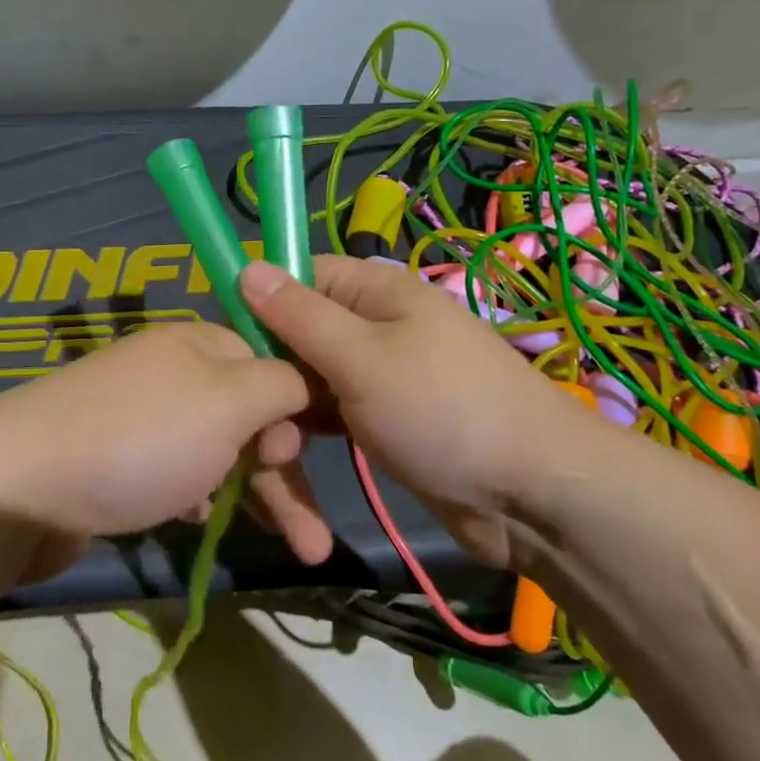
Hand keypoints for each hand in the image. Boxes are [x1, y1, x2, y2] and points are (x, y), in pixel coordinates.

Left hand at [0, 321, 332, 567]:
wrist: (18, 490)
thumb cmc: (142, 439)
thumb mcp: (228, 402)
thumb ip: (281, 385)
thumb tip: (305, 380)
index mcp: (201, 343)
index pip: (272, 364)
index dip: (298, 411)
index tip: (306, 456)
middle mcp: (174, 372)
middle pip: (250, 416)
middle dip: (286, 473)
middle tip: (310, 537)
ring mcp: (143, 417)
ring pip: (218, 451)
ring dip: (254, 495)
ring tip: (293, 549)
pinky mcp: (119, 460)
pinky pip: (178, 473)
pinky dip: (200, 497)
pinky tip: (202, 523)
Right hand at [239, 255, 602, 570]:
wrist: (534, 495)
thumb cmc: (444, 411)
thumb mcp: (363, 359)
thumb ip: (301, 315)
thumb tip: (247, 265)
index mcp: (374, 291)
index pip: (297, 276)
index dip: (258, 304)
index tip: (224, 349)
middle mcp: (374, 324)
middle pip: (298, 331)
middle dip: (270, 369)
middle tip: (248, 419)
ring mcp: (379, 374)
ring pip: (310, 377)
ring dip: (286, 408)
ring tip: (268, 453)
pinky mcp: (382, 418)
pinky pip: (331, 412)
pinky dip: (309, 430)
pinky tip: (287, 460)